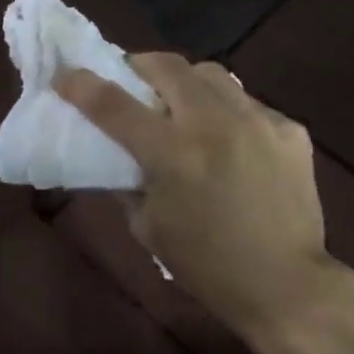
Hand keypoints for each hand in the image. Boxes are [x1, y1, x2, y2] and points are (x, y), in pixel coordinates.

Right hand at [54, 55, 336, 340]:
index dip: (82, 85)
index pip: (114, 105)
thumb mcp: (148, 227)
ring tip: (184, 105)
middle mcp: (214, 125)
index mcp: (173, 154)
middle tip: (133, 81)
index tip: (64, 75)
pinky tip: (231, 140)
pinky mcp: (290, 130)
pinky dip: (228, 112)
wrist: (289, 287)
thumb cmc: (207, 265)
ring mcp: (257, 122)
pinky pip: (248, 102)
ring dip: (187, 82)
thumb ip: (125, 181)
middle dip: (140, 66)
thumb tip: (113, 152)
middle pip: (167, 66)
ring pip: (211, 73)